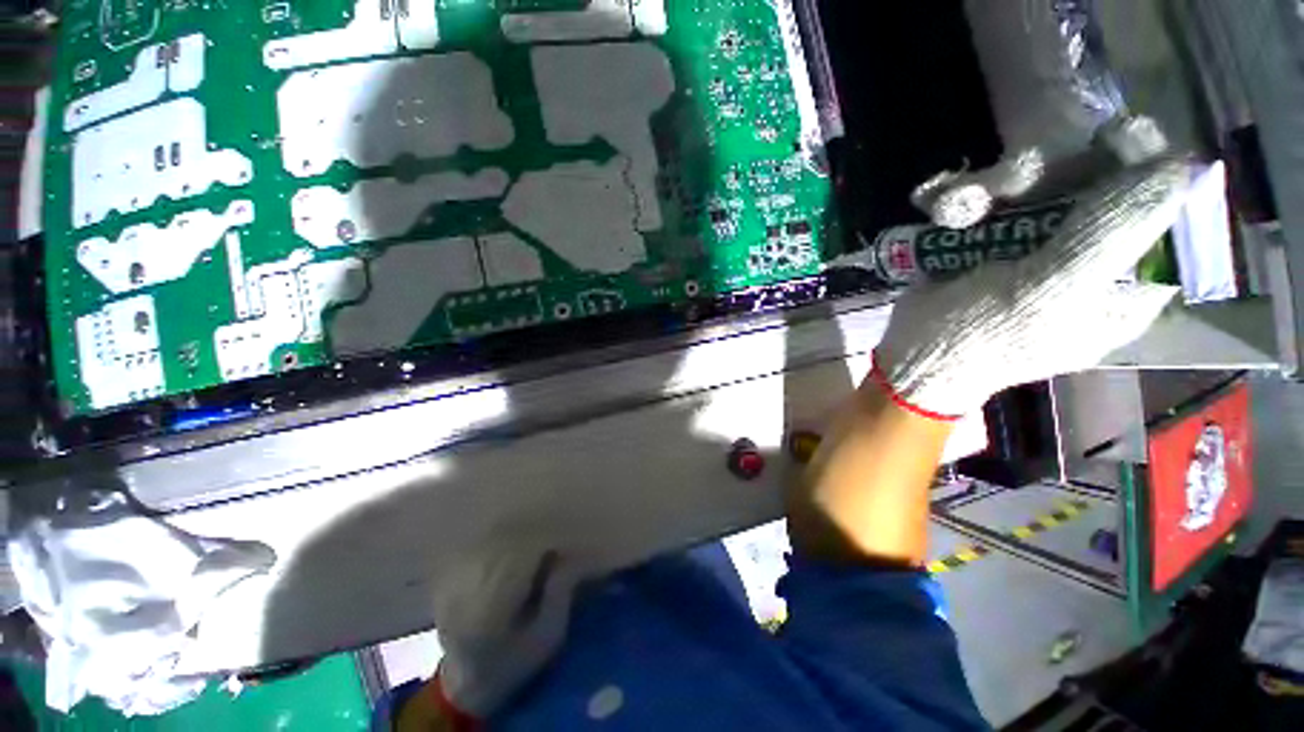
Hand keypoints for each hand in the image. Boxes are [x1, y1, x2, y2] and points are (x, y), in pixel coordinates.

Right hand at [876, 159, 1193, 419]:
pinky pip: (989, 198)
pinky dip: (960, 196)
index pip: (1162, 212)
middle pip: (1095, 184)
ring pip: (1038, 184)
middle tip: (1011, 178)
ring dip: (991, 185)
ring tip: (952, 207)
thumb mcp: (1046, 295)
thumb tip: (1180, 166)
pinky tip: (933, 206)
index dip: (1147, 168)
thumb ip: (1110, 234)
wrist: (908, 355)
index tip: (1117, 137)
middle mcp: (1088, 255)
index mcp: (1124, 283)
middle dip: (1051, 174)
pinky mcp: (990, 238)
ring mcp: (1036, 243)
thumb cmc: (980, 340)